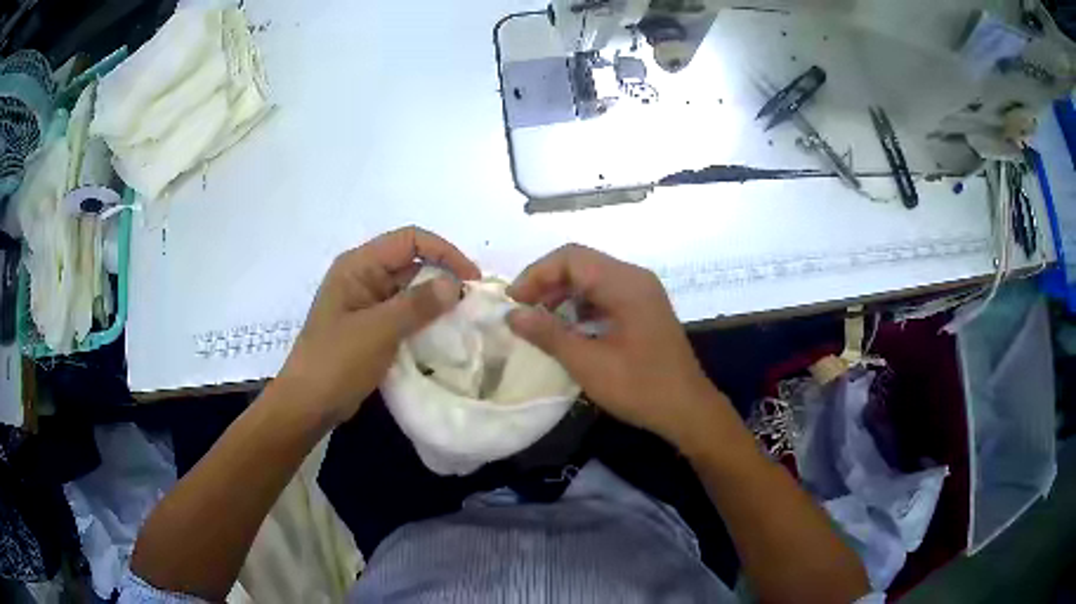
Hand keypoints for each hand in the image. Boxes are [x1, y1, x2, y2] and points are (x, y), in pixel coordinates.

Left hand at [277, 227, 479, 424]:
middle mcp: (364, 278)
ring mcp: (367, 304)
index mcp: (359, 266)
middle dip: (443, 278)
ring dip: (436, 302)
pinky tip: (444, 336)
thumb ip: (417, 305)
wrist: (309, 404)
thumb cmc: (336, 361)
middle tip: (472, 304)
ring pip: (410, 291)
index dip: (444, 252)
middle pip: (412, 264)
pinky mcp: (372, 328)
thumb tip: (455, 285)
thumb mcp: (378, 331)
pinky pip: (404, 315)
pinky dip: (424, 321)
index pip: (409, 240)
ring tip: (464, 321)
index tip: (471, 278)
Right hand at [507, 244, 729, 447]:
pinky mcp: (643, 309)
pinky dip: (581, 305)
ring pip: (592, 278)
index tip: (514, 301)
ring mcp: (642, 293)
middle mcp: (635, 278)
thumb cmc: (640, 387)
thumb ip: (549, 334)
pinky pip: (605, 294)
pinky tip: (567, 328)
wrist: (687, 410)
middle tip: (522, 310)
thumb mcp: (589, 364)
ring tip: (539, 320)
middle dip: (546, 283)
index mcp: (626, 284)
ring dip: (562, 294)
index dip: (536, 274)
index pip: (571, 258)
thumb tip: (512, 314)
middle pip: (581, 264)